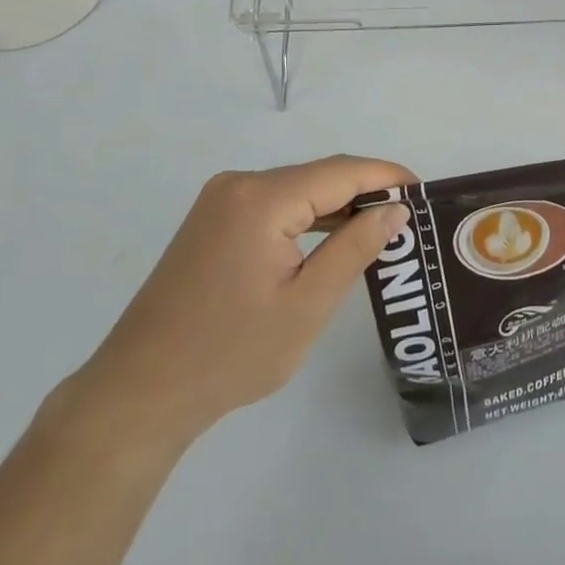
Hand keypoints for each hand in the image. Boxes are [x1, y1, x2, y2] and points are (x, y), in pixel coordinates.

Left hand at [71, 156, 413, 452]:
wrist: (139, 392)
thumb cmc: (230, 354)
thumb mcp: (307, 305)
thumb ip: (355, 248)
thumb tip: (394, 209)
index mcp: (262, 198)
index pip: (341, 171)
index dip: (386, 176)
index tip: (424, 192)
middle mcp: (239, 185)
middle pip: (319, 176)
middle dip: (365, 192)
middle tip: (409, 219)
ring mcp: (221, 200)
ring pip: (297, 190)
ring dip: (337, 206)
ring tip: (381, 230)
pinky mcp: (212, 220)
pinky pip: (274, 205)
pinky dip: (307, 218)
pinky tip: (332, 240)